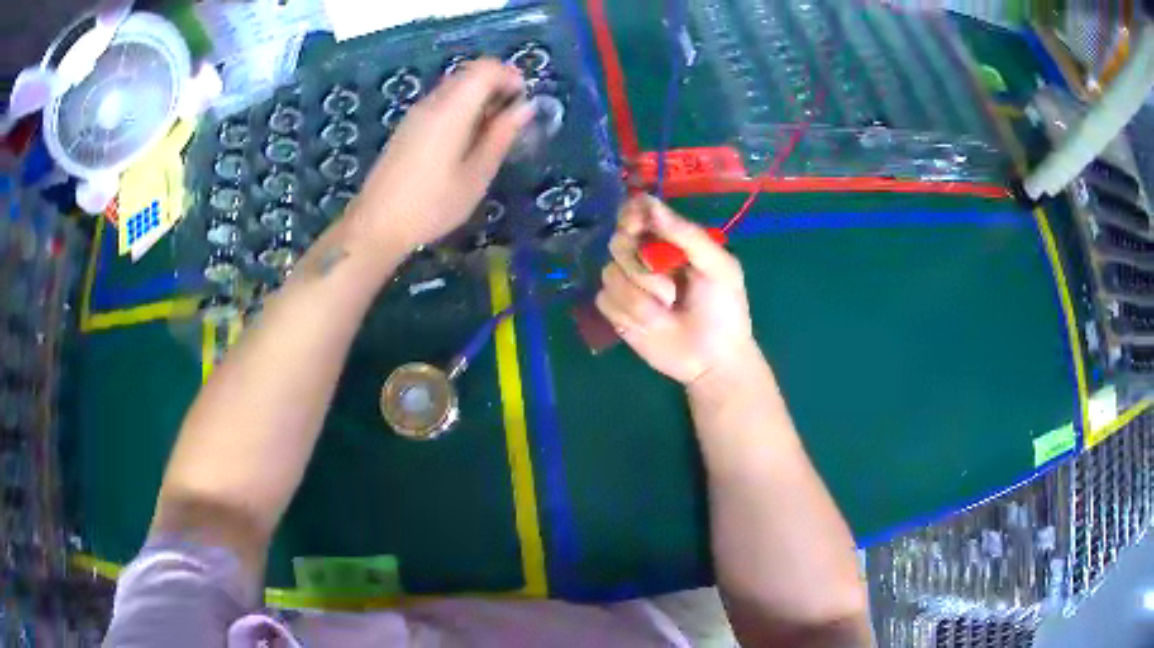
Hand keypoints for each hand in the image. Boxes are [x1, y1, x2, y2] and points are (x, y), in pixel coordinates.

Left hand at [349, 60, 534, 249]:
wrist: (376, 225)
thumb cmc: (431, 205)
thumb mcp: (476, 176)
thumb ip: (501, 136)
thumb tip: (525, 107)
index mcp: (451, 110)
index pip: (485, 69)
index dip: (510, 76)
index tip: (524, 102)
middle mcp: (432, 103)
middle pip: (470, 74)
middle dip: (497, 87)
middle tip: (511, 120)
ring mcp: (416, 114)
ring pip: (455, 88)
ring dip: (480, 99)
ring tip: (491, 135)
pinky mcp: (408, 127)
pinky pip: (442, 103)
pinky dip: (462, 110)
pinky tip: (466, 142)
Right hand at [596, 196, 755, 384]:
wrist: (714, 360)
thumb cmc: (724, 309)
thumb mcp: (718, 267)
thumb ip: (687, 235)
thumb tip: (649, 204)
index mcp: (670, 240)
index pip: (637, 213)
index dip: (631, 215)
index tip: (636, 226)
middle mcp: (644, 257)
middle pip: (618, 242)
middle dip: (641, 265)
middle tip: (671, 287)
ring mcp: (628, 285)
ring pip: (610, 273)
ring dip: (641, 295)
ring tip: (669, 309)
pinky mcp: (616, 312)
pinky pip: (605, 300)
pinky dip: (628, 312)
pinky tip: (651, 323)